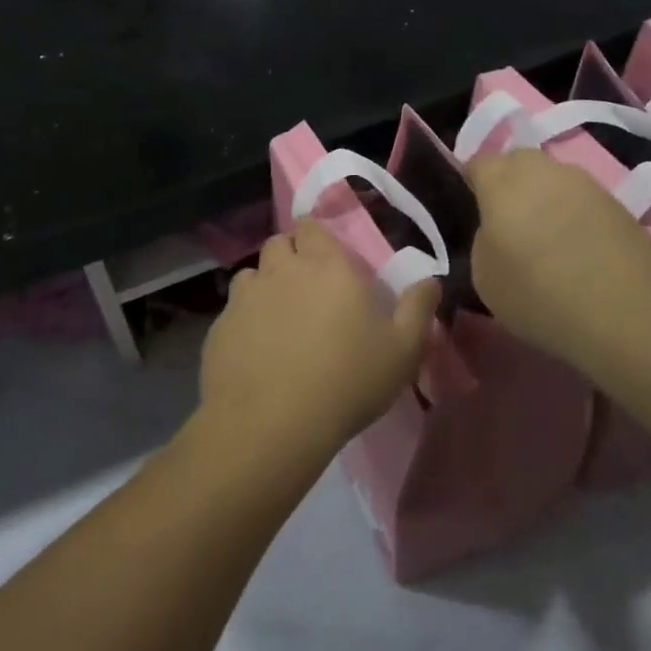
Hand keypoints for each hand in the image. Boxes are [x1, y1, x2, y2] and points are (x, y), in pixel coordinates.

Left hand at [198, 221, 438, 463]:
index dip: (318, 237)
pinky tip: (256, 350)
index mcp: (327, 265)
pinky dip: (245, 320)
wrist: (272, 424)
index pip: (312, 226)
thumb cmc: (347, 381)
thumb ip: (418, 309)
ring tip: (278, 317)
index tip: (328, 259)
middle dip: (291, 255)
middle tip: (307, 287)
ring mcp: (245, 297)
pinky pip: (233, 310)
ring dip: (265, 285)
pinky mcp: (220, 327)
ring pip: (252, 274)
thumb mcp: (402, 351)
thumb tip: (431, 280)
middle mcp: (282, 269)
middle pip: (279, 242)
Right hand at [466, 150, 650, 369]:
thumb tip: (497, 230)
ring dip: (545, 198)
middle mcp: (544, 169)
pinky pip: (582, 200)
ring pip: (554, 179)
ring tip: (546, 237)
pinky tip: (578, 249)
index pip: (478, 162)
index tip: (472, 208)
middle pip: (518, 162)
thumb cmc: (538, 295)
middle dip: (509, 183)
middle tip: (507, 221)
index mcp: (502, 181)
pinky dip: (574, 215)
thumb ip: (484, 240)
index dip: (471, 181)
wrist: (626, 313)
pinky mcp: (618, 203)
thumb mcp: (485, 276)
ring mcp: (586, 183)